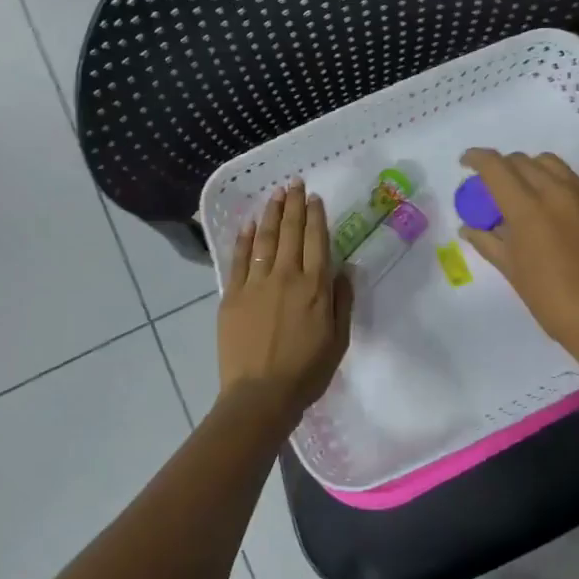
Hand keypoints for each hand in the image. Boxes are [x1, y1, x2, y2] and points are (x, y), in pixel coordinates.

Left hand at [218, 179, 353, 422]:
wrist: (260, 395)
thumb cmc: (307, 371)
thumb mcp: (339, 339)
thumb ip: (342, 301)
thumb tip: (346, 269)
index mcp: (315, 286)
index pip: (316, 240)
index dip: (316, 216)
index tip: (314, 197)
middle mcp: (286, 276)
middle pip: (290, 232)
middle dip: (293, 204)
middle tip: (294, 183)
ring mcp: (256, 283)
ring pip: (264, 239)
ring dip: (270, 214)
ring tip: (275, 194)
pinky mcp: (232, 295)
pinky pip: (238, 259)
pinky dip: (243, 239)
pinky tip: (247, 224)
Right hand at [458, 149, 578, 362]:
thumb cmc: (552, 300)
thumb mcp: (512, 271)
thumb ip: (487, 241)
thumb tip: (468, 227)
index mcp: (529, 209)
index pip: (496, 166)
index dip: (476, 158)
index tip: (465, 164)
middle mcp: (557, 192)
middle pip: (521, 160)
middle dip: (501, 166)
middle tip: (491, 186)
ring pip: (549, 163)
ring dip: (528, 169)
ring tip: (521, 192)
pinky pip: (571, 179)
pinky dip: (552, 181)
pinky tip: (548, 206)